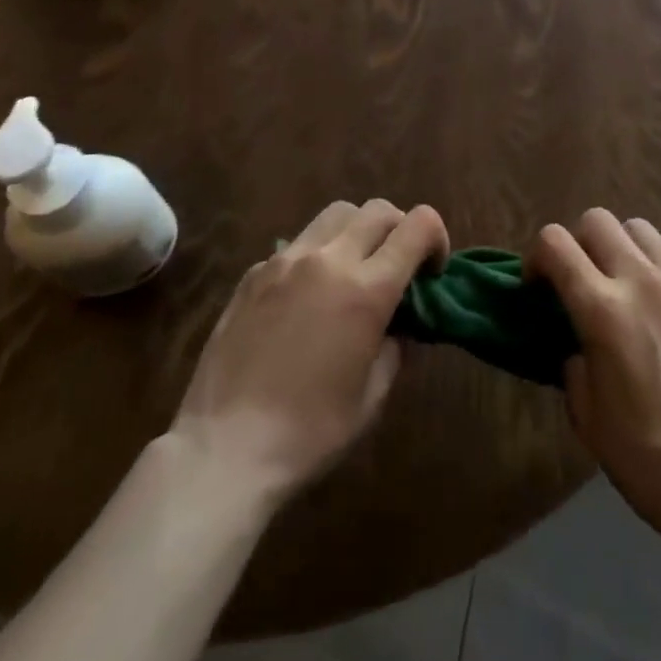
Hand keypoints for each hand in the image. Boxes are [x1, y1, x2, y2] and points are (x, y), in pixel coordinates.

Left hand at [168, 198, 448, 499]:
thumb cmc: (310, 433)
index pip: (417, 225)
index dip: (436, 237)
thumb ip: (395, 345)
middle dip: (399, 229)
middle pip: (378, 210)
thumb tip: (398, 322)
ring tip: (353, 269)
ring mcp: (286, 261)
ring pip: (336, 214)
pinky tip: (306, 297)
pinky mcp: (253, 273)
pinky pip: (297, 244)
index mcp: (367, 289)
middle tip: (397, 266)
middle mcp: (329, 260)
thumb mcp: (373, 396)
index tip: (432, 270)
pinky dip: (316, 256)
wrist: (224, 450)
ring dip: (357, 231)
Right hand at [529, 208, 660, 547]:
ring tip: (623, 283)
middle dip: (578, 243)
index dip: (537, 257)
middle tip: (580, 279)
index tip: (538, 284)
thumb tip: (578, 340)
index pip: (555, 243)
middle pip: (597, 220)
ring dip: (620, 247)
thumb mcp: (586, 413)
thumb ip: (573, 359)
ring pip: (638, 228)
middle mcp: (641, 280)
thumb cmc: (644, 455)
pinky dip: (656, 265)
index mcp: (602, 309)